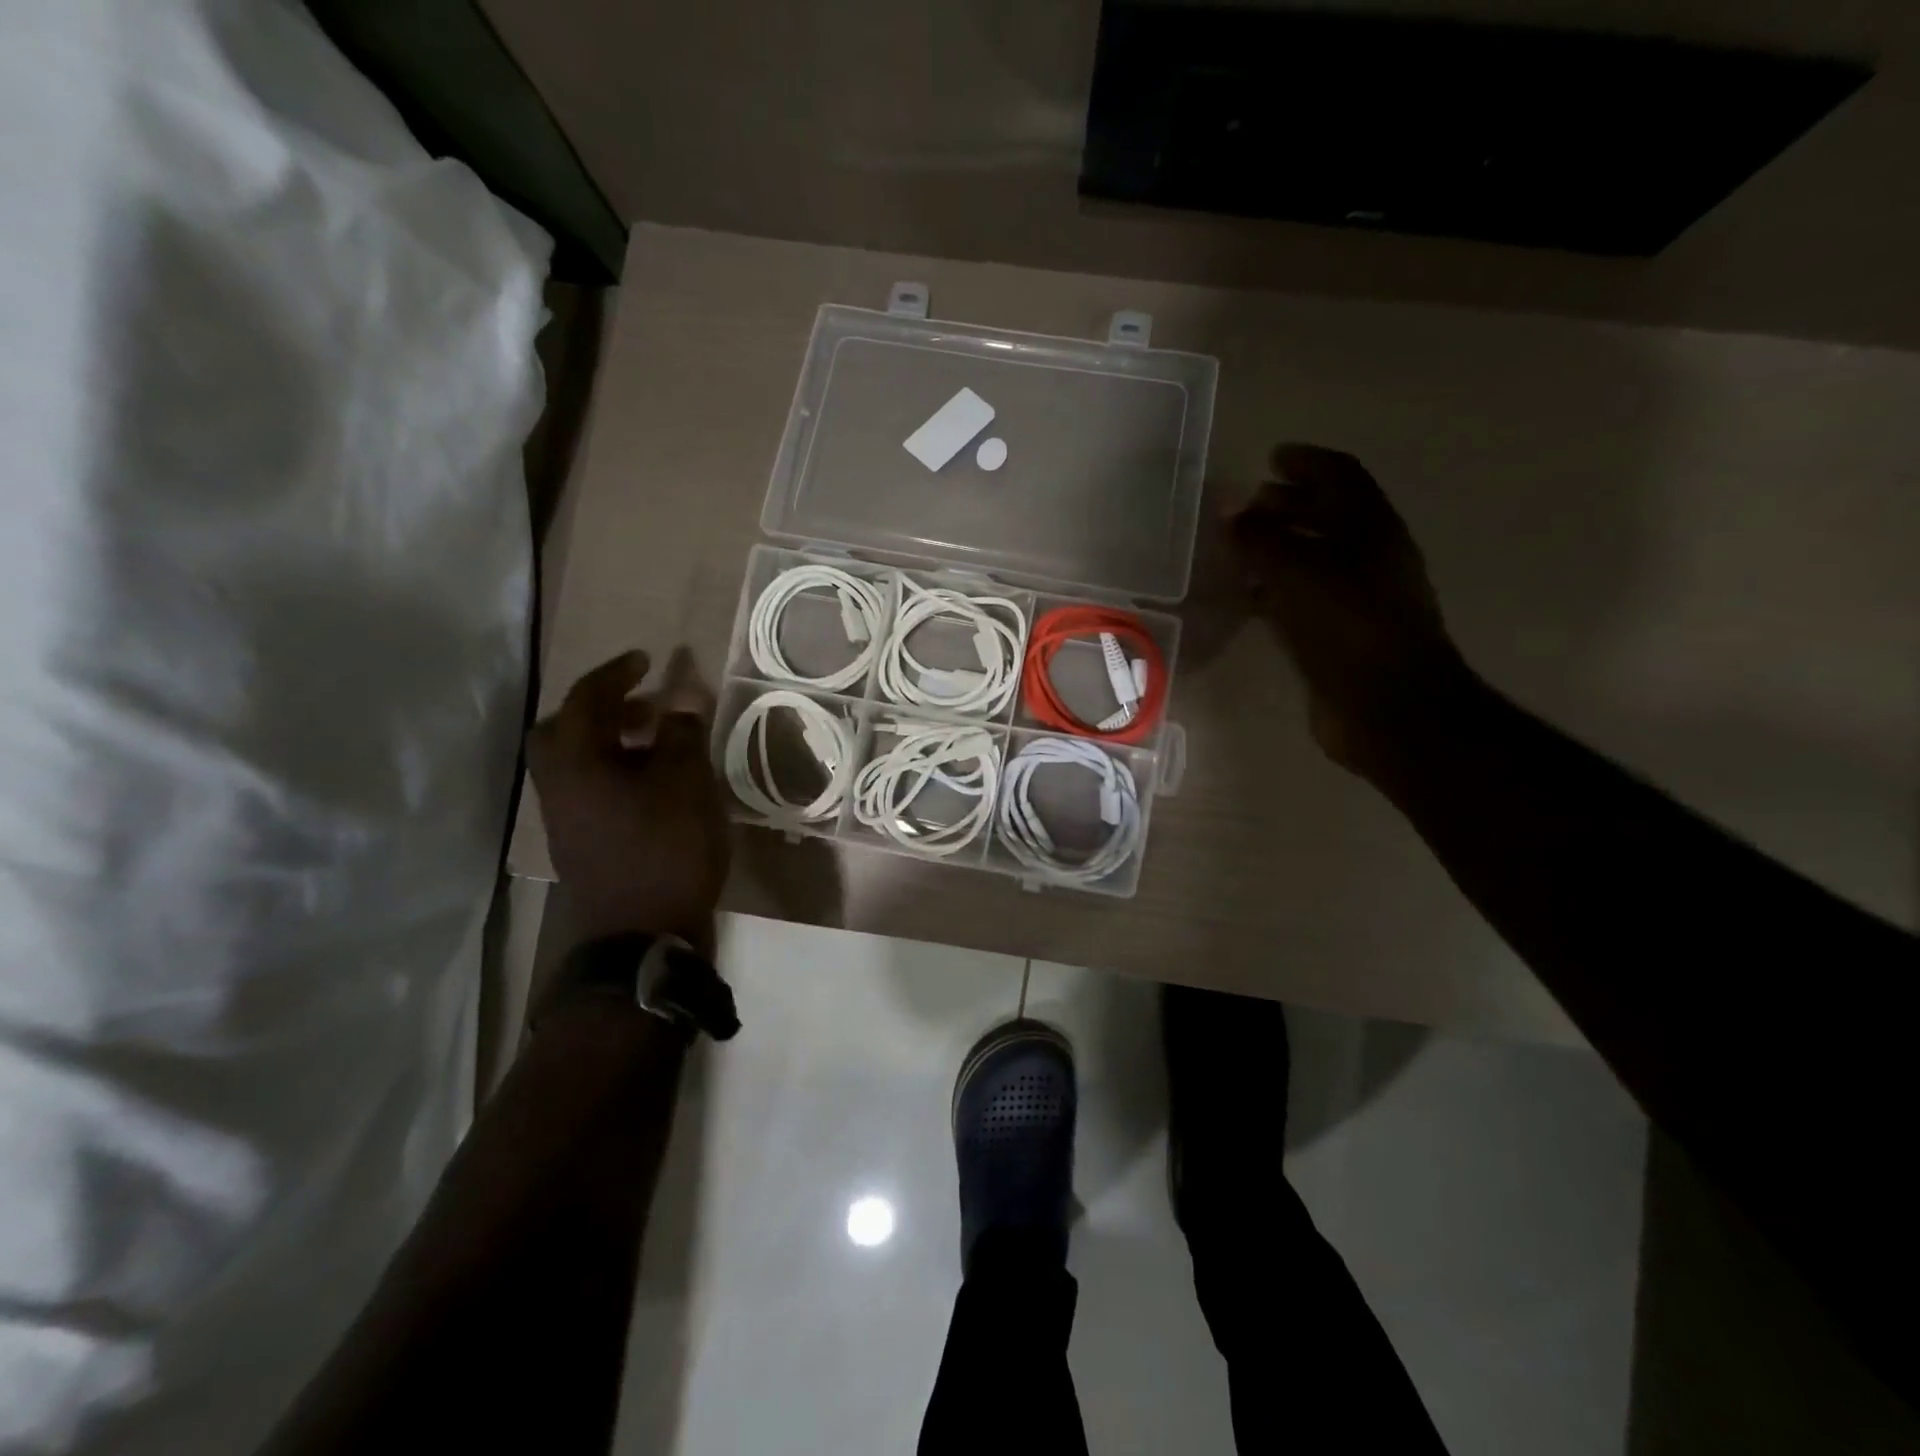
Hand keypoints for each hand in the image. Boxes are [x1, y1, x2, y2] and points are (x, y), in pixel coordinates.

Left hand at [528, 648, 729, 952]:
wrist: (642, 935)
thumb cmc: (666, 849)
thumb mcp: (686, 783)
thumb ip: (681, 733)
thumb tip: (681, 696)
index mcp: (576, 762)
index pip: (587, 699)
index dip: (617, 672)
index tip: (646, 658)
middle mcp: (558, 785)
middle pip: (564, 730)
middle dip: (602, 708)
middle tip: (643, 703)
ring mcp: (565, 818)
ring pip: (577, 761)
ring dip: (611, 740)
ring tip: (657, 740)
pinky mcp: (581, 842)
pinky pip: (590, 787)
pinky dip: (615, 770)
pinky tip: (653, 782)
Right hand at [1227, 444, 1474, 777]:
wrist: (1387, 708)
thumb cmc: (1348, 628)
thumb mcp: (1298, 574)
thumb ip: (1261, 539)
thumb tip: (1231, 510)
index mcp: (1371, 530)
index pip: (1340, 476)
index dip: (1307, 462)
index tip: (1271, 457)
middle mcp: (1369, 558)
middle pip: (1328, 516)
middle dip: (1288, 505)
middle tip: (1248, 504)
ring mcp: (1357, 599)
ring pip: (1313, 559)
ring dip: (1279, 548)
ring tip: (1238, 550)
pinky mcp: (1339, 635)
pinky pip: (1303, 598)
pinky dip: (1276, 589)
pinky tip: (1248, 598)